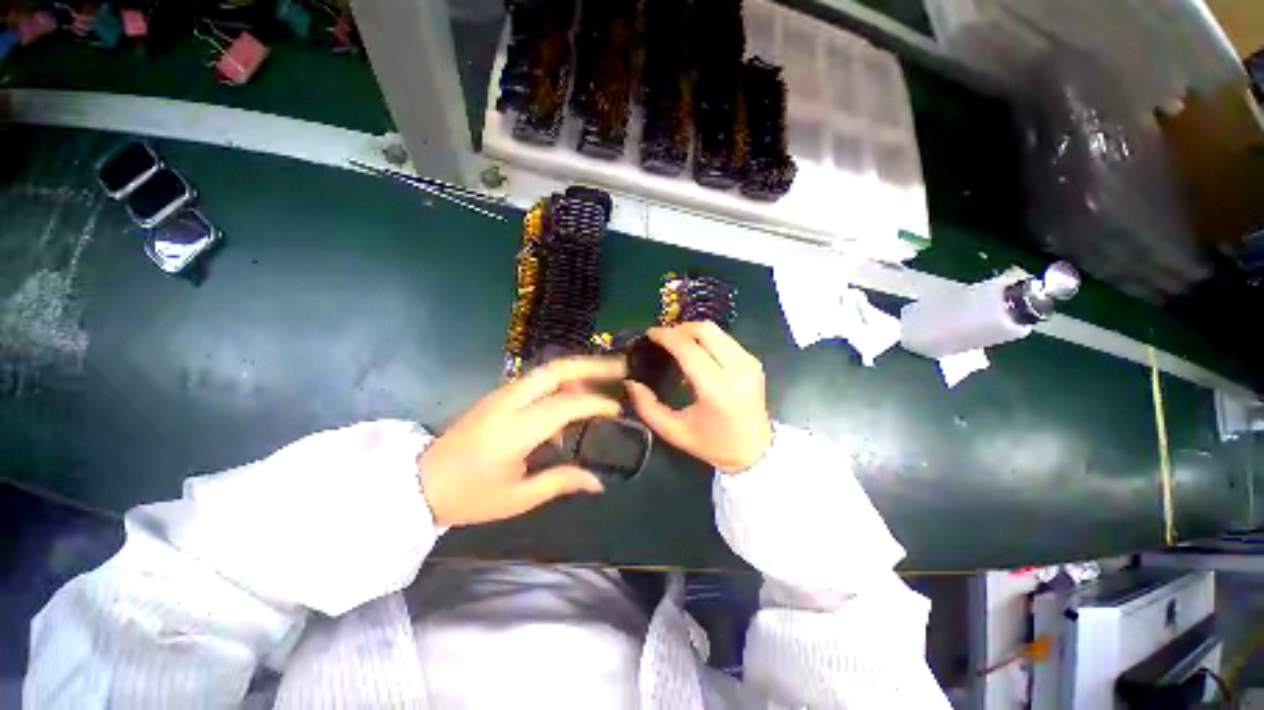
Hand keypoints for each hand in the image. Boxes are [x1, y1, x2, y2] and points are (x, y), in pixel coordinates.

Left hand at [419, 356, 625, 526]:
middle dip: (591, 364)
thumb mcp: (517, 498)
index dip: (595, 404)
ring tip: (603, 379)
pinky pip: (537, 380)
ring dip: (578, 370)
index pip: (565, 405)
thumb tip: (598, 482)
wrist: (420, 483)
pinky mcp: (498, 395)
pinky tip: (572, 399)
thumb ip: (560, 482)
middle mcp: (508, 402)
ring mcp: (501, 394)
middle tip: (619, 366)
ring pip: (547, 370)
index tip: (616, 410)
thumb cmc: (470, 496)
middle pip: (555, 370)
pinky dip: (562, 382)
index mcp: (514, 430)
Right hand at [625, 322, 771, 474]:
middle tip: (663, 339)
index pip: (689, 349)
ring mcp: (749, 363)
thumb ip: (647, 407)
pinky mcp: (753, 362)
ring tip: (677, 344)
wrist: (754, 450)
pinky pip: (725, 339)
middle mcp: (737, 370)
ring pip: (716, 331)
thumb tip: (631, 382)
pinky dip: (706, 340)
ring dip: (692, 332)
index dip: (667, 336)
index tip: (650, 334)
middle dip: (679, 329)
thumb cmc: (712, 444)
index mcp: (717, 389)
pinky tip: (696, 354)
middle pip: (705, 330)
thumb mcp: (674, 431)